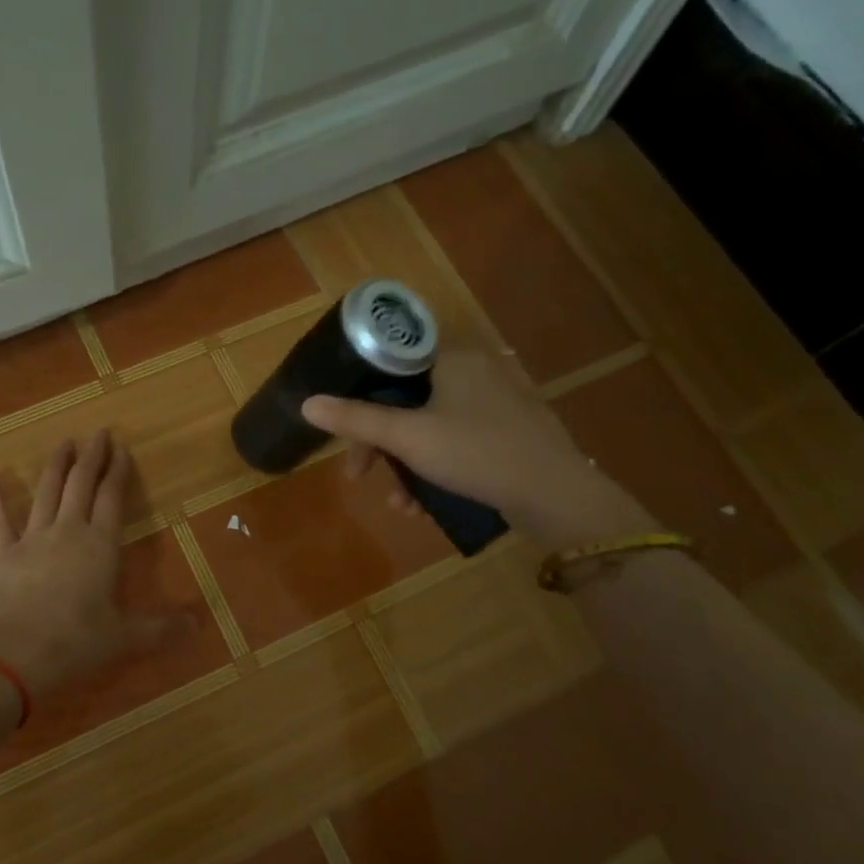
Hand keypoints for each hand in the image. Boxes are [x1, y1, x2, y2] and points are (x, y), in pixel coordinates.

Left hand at [0, 430, 187, 697]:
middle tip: (98, 433)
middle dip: (92, 457)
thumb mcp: (124, 638)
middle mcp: (68, 531)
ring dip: (56, 465)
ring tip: (63, 442)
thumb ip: (160, 629)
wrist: (17, 654)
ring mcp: (33, 538)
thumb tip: (198, 627)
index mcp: (101, 546)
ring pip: (46, 491)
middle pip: (81, 484)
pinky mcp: (3, 553)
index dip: (118, 471)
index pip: (112, 498)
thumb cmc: (77, 642)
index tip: (121, 448)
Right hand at [300, 349, 651, 547]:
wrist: (556, 495)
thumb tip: (307, 404)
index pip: (389, 363)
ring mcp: (494, 403)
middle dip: (379, 444)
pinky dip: (434, 470)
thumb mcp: (408, 437)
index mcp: (452, 358)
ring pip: (429, 427)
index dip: (359, 395)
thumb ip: (356, 420)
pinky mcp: (507, 433)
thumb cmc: (476, 453)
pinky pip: (454, 443)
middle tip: (359, 475)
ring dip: (404, 466)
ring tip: (399, 504)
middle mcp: (474, 371)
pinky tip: (424, 506)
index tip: (345, 431)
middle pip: (405, 400)